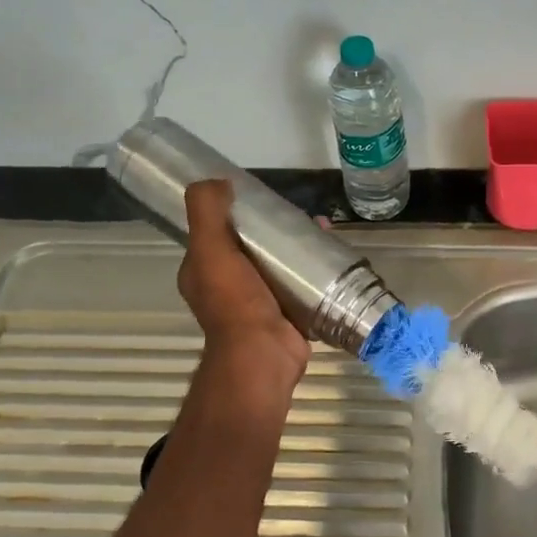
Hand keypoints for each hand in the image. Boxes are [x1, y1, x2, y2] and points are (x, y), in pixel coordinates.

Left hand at [178, 180, 309, 384]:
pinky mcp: (288, 315)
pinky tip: (333, 256)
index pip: (217, 233)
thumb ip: (206, 212)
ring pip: (280, 264)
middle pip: (254, 247)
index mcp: (203, 272)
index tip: (263, 198)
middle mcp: (228, 288)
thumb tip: (216, 181)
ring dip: (300, 246)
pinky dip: (316, 270)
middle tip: (303, 214)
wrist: (263, 355)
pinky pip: (301, 285)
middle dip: (277, 228)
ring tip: (324, 228)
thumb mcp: (210, 249)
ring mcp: (259, 303)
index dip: (237, 212)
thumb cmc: (234, 302)